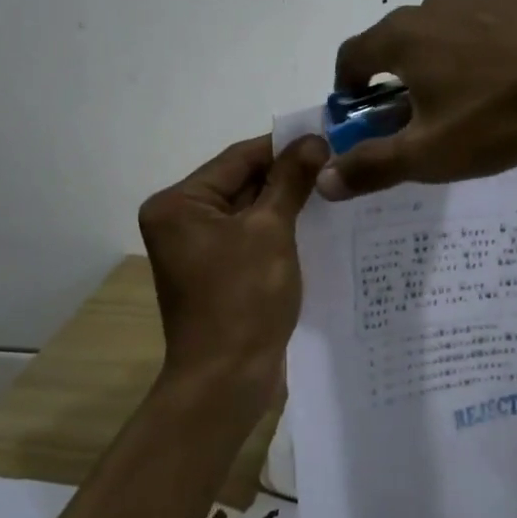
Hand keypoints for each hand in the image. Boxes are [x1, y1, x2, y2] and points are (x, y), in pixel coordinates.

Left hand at [139, 133, 328, 416]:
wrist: (227, 381)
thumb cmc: (243, 299)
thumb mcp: (271, 231)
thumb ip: (291, 180)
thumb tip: (314, 139)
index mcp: (179, 203)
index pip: (238, 158)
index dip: (284, 146)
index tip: (328, 136)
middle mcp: (181, 220)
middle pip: (242, 182)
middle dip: (288, 175)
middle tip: (337, 162)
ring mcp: (198, 248)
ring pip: (250, 210)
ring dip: (288, 202)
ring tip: (334, 188)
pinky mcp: (217, 271)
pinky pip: (251, 236)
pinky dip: (280, 229)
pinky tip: (317, 222)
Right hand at [319, 0, 516, 199]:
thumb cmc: (498, 114)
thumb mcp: (431, 154)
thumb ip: (373, 166)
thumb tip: (324, 180)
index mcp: (402, 37)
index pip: (352, 55)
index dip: (348, 85)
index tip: (361, 110)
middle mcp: (433, 2)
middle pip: (400, 37)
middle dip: (401, 71)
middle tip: (425, 109)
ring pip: (446, 21)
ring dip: (446, 49)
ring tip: (477, 86)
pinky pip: (491, 11)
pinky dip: (489, 33)